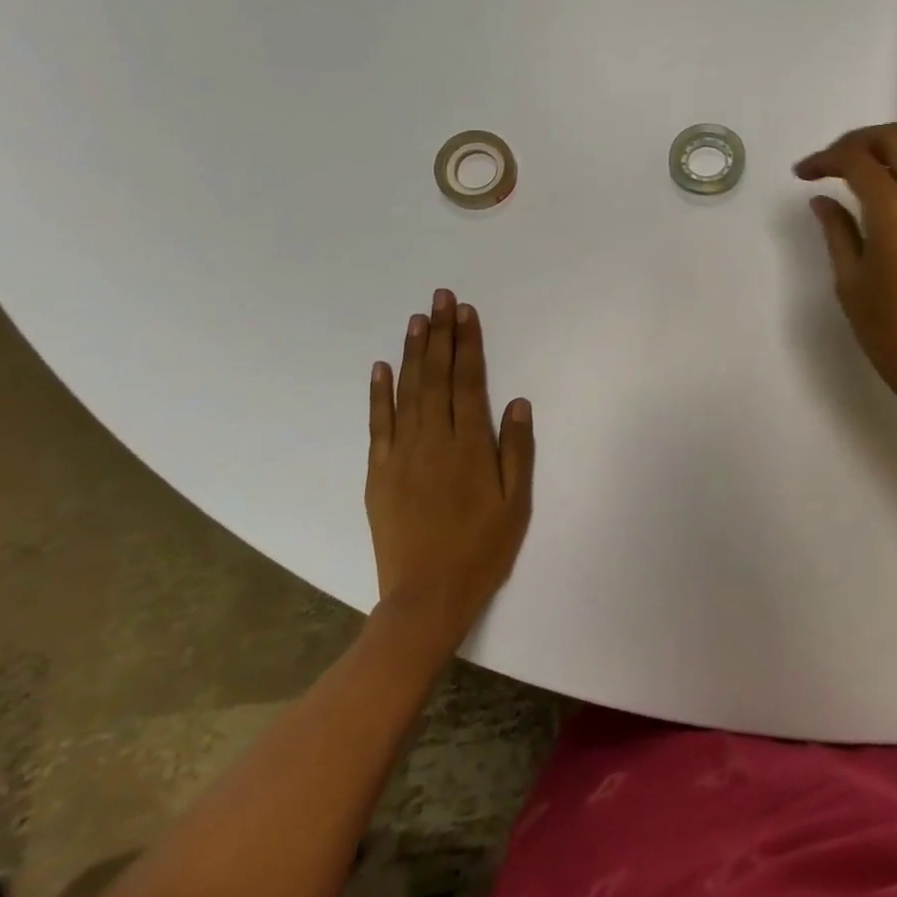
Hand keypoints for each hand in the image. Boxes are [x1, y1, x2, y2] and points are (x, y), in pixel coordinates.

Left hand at [367, 290, 533, 648]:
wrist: (426, 598)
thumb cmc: (481, 549)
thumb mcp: (516, 503)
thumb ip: (517, 450)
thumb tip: (518, 402)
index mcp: (470, 445)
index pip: (468, 381)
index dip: (468, 344)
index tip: (466, 312)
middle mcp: (434, 440)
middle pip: (437, 376)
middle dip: (440, 334)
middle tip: (441, 297)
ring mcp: (402, 454)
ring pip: (407, 392)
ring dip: (412, 353)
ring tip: (417, 319)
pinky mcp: (379, 473)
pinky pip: (378, 424)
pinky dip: (378, 393)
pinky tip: (380, 367)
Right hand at [795, 124, 896, 432]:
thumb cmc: (891, 332)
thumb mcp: (850, 281)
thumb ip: (836, 230)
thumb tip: (822, 199)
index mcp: (896, 212)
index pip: (857, 159)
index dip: (825, 158)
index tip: (802, 174)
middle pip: (895, 137)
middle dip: (857, 140)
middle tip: (829, 162)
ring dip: (883, 150)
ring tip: (852, 173)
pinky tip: (881, 194)